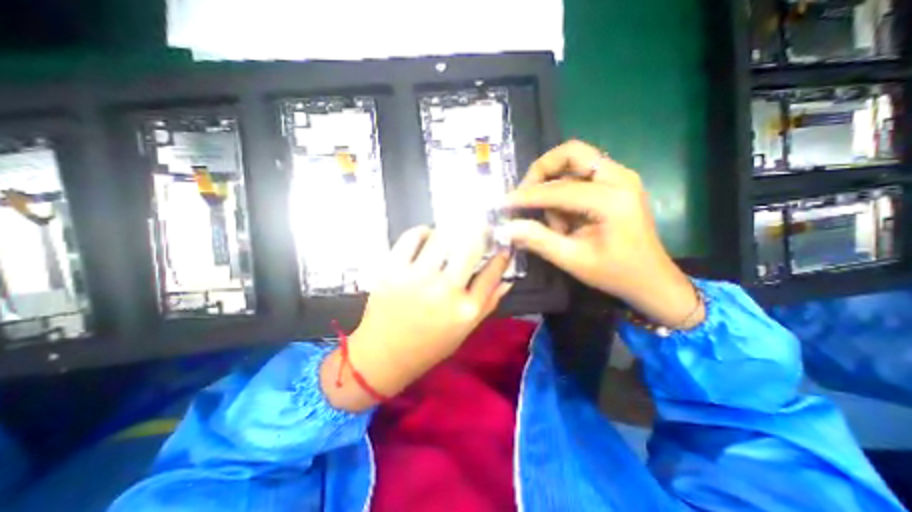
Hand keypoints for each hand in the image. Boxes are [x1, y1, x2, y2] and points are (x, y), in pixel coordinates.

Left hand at [322, 226, 512, 408]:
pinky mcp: (392, 270)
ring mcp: (416, 278)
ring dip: (451, 232)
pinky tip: (426, 237)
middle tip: (479, 228)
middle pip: (470, 247)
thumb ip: (488, 303)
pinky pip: (412, 237)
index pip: (492, 272)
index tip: (502, 246)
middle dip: (479, 232)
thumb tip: (507, 279)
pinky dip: (422, 232)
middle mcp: (444, 291)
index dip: (501, 255)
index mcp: (465, 310)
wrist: (383, 355)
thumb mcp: (464, 330)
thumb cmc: (428, 346)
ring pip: (442, 237)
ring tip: (451, 235)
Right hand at [497, 141, 704, 330]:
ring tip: (555, 222)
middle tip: (525, 195)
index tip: (502, 203)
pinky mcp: (616, 183)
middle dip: (542, 171)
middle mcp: (619, 178)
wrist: (651, 279)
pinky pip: (581, 174)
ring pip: (574, 161)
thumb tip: (507, 227)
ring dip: (554, 186)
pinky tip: (566, 218)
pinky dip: (565, 191)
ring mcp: (620, 177)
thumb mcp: (573, 260)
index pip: (558, 189)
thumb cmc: (615, 273)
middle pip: (571, 152)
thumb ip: (538, 240)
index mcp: (612, 200)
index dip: (526, 196)